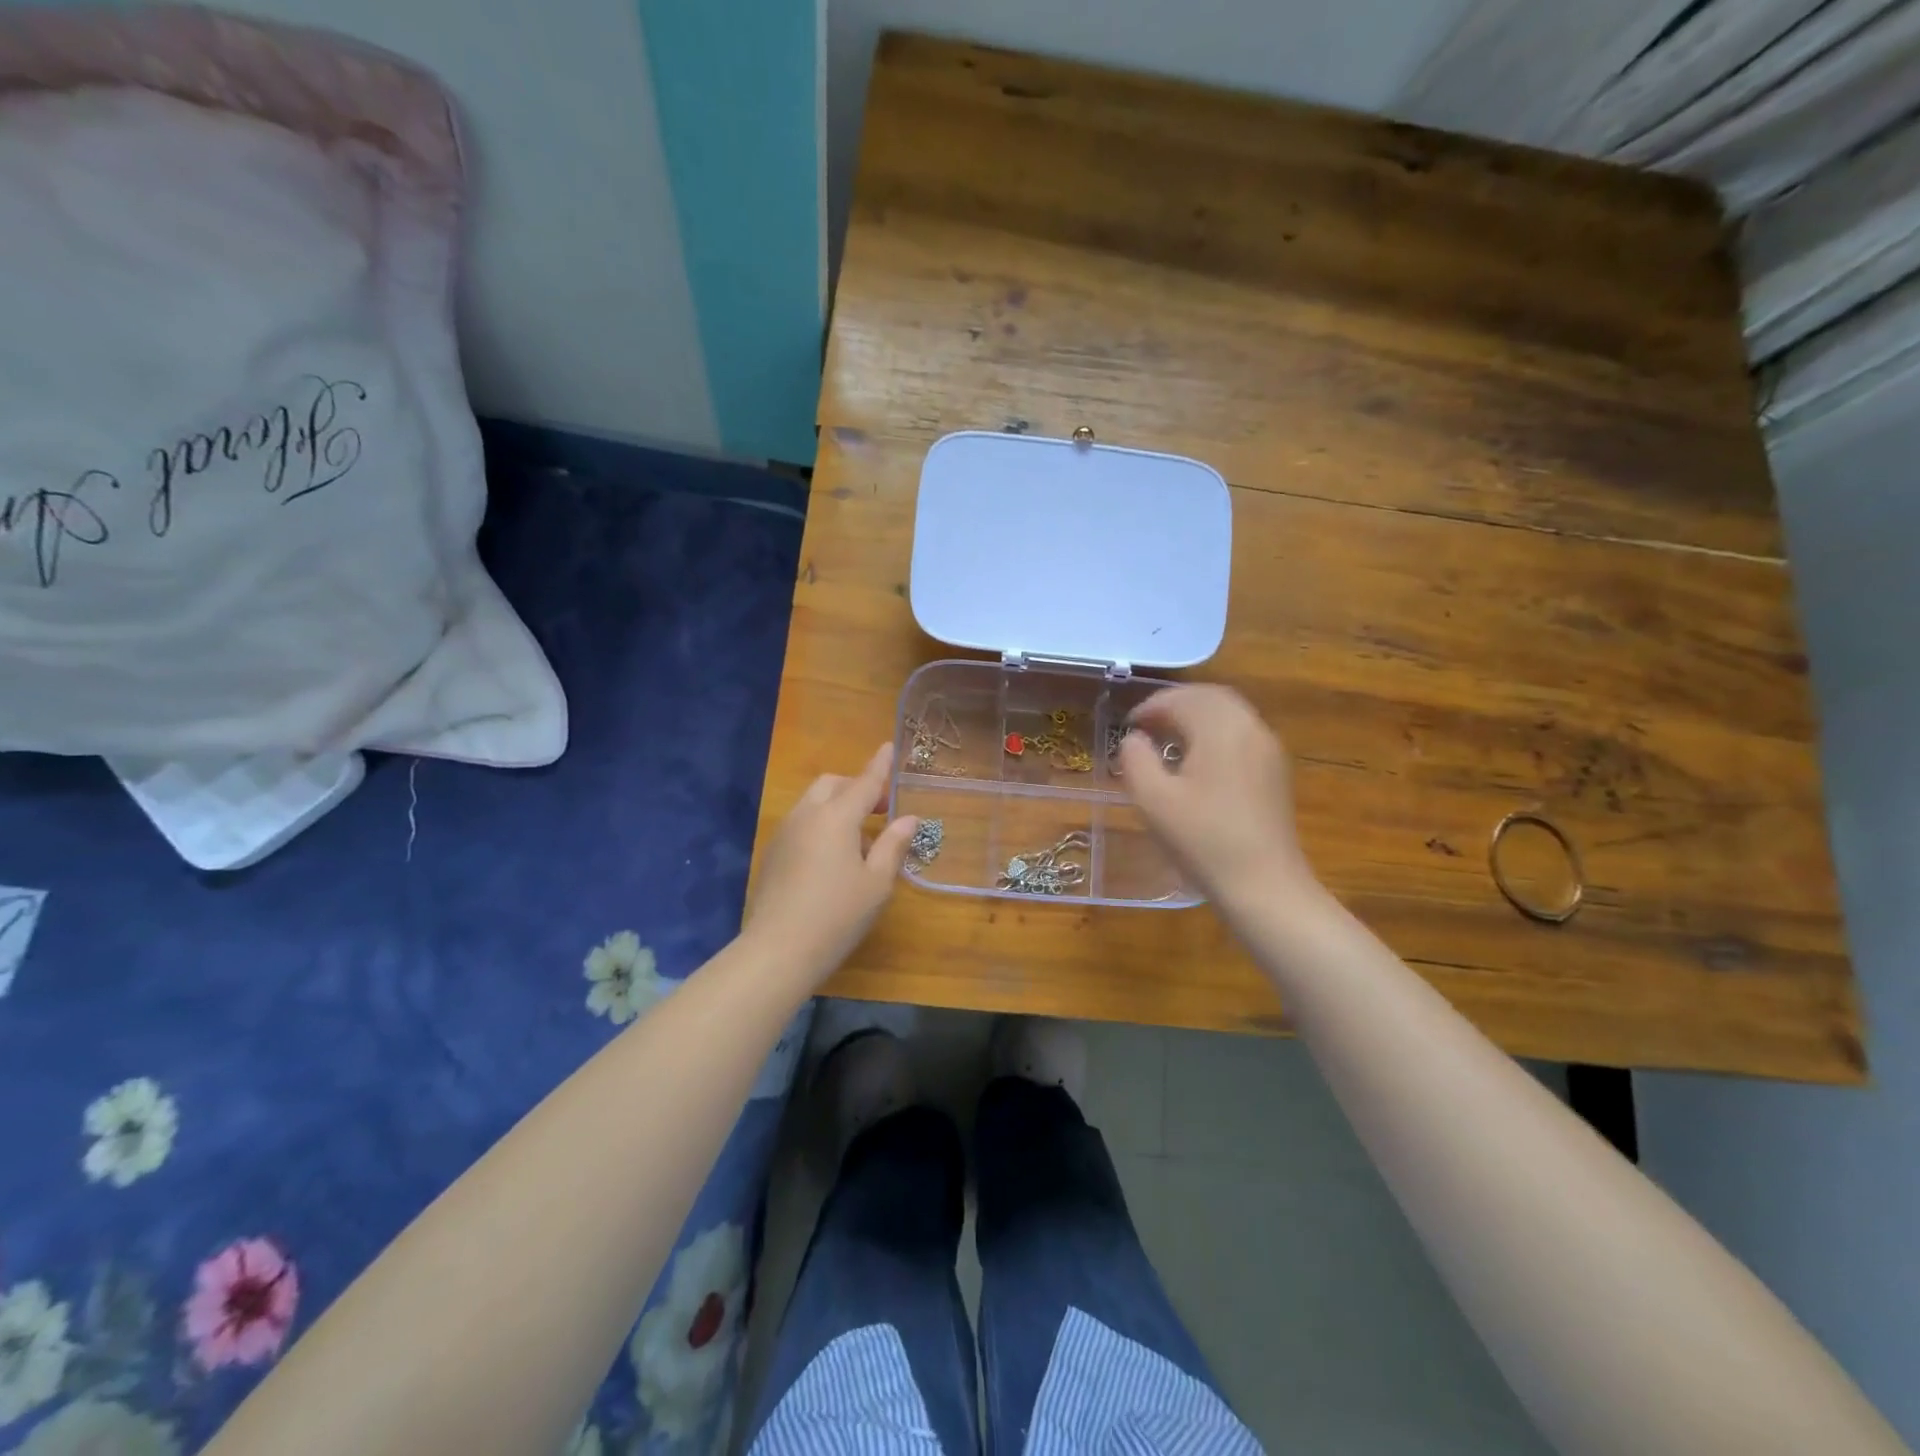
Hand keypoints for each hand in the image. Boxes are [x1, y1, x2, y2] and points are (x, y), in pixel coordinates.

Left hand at [745, 742, 917, 983]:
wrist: (777, 950)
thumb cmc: (838, 915)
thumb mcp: (877, 882)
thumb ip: (893, 844)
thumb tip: (908, 818)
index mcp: (836, 817)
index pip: (864, 782)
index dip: (880, 766)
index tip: (889, 746)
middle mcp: (807, 815)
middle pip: (833, 785)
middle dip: (856, 787)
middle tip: (880, 810)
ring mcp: (784, 833)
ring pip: (814, 803)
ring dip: (837, 806)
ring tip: (860, 839)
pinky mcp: (772, 853)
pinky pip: (801, 823)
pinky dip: (821, 824)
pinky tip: (833, 857)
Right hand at [1118, 684, 1317, 906]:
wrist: (1264, 886)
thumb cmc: (1203, 840)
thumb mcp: (1153, 800)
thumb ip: (1136, 759)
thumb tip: (1134, 739)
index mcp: (1221, 728)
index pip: (1181, 699)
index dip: (1150, 707)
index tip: (1127, 725)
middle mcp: (1250, 728)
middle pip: (1210, 697)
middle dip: (1175, 703)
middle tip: (1146, 724)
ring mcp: (1268, 750)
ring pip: (1229, 713)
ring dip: (1195, 716)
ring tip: (1167, 738)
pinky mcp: (1275, 772)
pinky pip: (1241, 733)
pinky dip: (1214, 732)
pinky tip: (1197, 759)